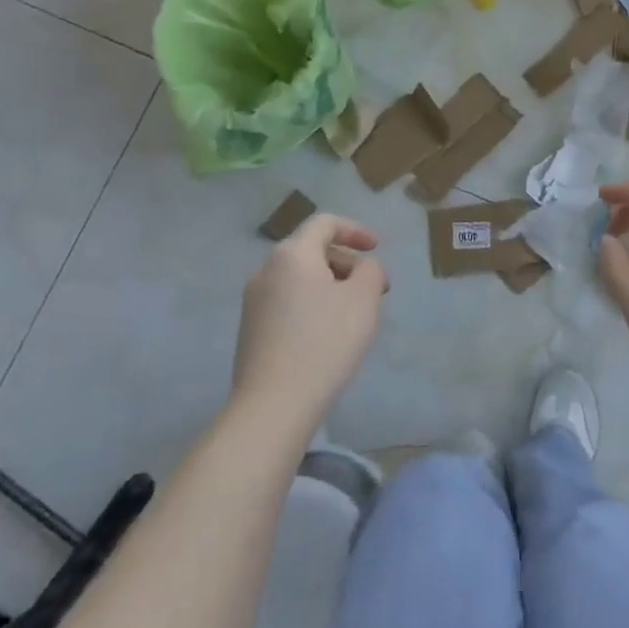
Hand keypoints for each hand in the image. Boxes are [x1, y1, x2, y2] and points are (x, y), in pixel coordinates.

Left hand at [232, 213, 387, 433]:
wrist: (274, 404)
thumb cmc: (325, 341)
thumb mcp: (364, 299)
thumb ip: (371, 271)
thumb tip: (363, 268)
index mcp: (292, 254)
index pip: (324, 223)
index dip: (355, 230)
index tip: (377, 248)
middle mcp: (266, 270)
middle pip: (311, 250)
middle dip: (346, 262)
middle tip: (374, 289)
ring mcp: (254, 301)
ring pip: (300, 278)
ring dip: (331, 285)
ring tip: (355, 314)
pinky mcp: (251, 330)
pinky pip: (288, 302)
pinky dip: (312, 304)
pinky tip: (328, 334)